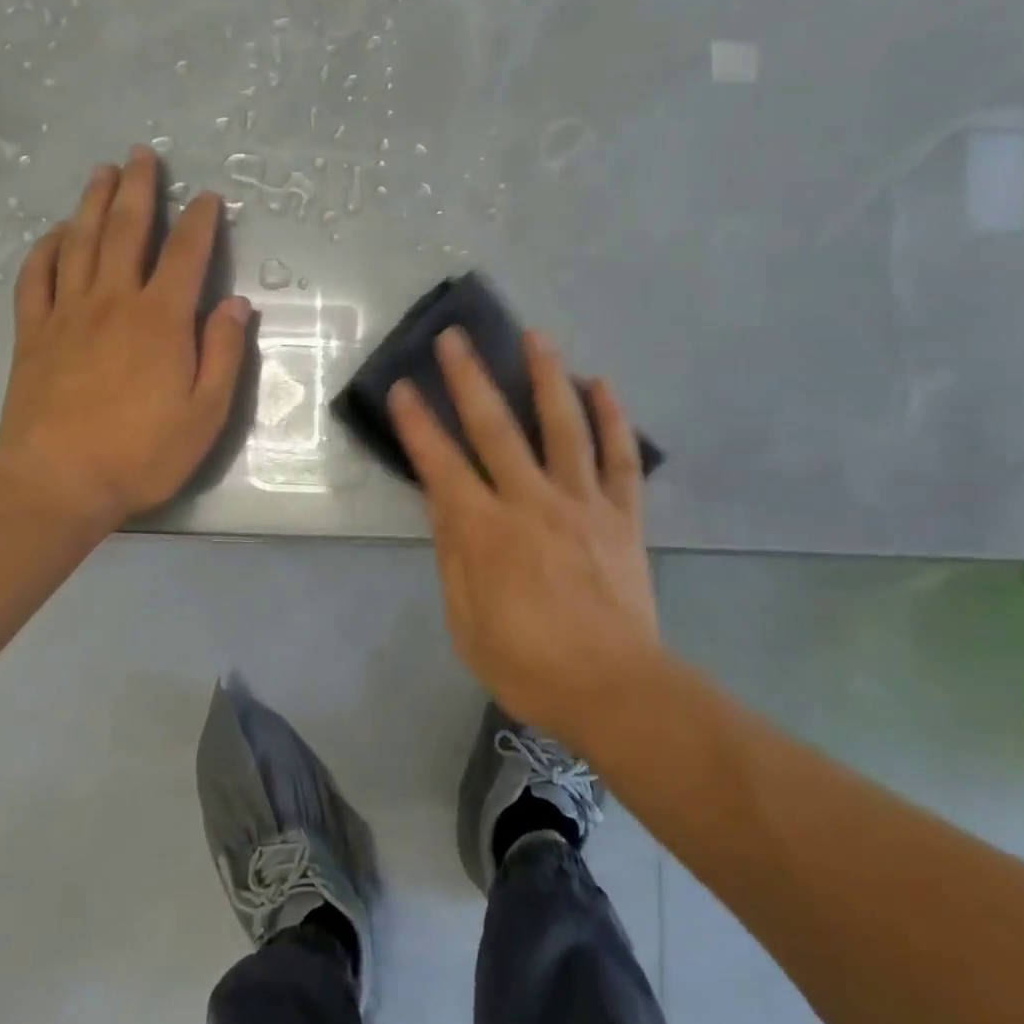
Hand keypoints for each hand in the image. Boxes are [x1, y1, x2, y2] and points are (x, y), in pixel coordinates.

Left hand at [0, 146, 251, 528]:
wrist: (56, 480)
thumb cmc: (141, 451)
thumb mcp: (206, 412)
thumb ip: (223, 353)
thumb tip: (236, 303)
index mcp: (161, 319)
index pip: (186, 254)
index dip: (200, 221)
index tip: (208, 197)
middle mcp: (114, 300)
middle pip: (127, 230)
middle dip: (139, 189)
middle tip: (143, 155)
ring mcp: (68, 312)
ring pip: (81, 241)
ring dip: (93, 202)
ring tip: (102, 171)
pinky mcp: (33, 331)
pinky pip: (37, 275)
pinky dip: (47, 246)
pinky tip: (56, 232)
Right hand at [389, 327, 661, 747]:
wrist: (615, 688)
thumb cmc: (528, 664)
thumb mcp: (466, 622)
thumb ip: (453, 557)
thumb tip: (443, 503)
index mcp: (487, 532)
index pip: (441, 465)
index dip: (417, 425)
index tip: (402, 388)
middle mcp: (532, 502)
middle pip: (496, 428)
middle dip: (470, 378)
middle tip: (454, 337)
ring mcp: (582, 503)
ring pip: (563, 426)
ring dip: (546, 376)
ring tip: (535, 335)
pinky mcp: (621, 514)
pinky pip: (619, 457)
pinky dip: (611, 418)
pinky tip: (600, 384)